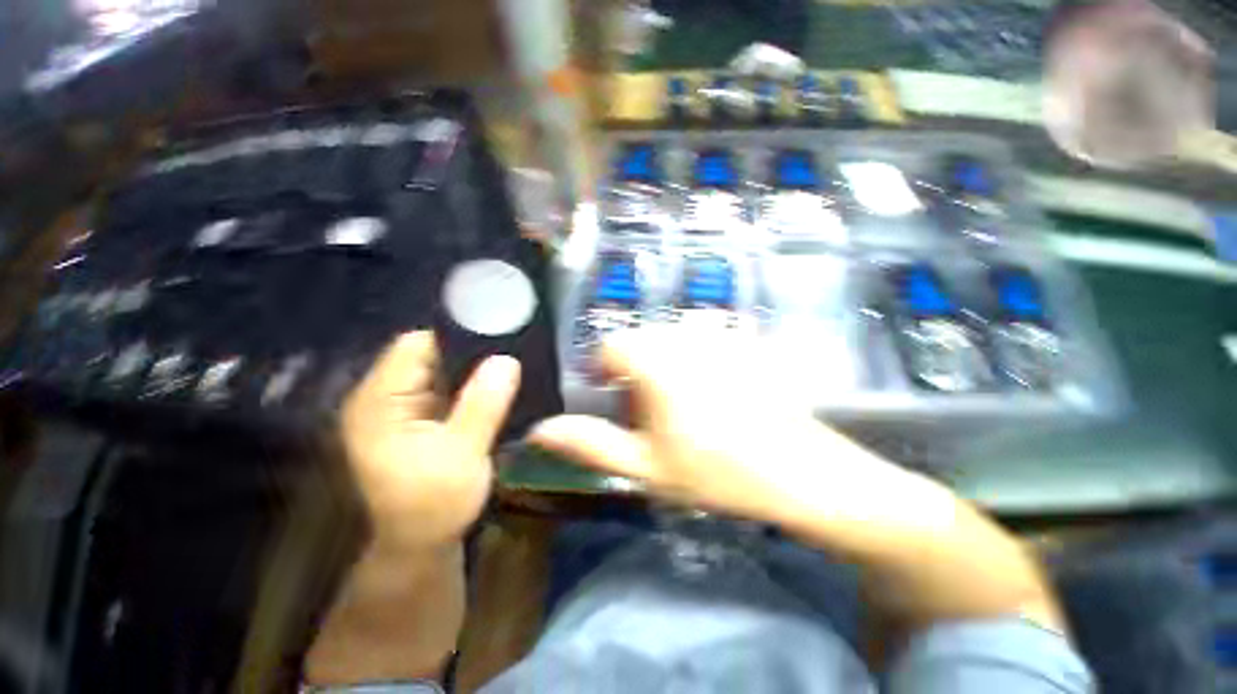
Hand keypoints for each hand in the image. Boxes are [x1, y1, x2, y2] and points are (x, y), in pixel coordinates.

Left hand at [342, 331, 520, 549]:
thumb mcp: (464, 454)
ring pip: (438, 370)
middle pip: (427, 354)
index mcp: (380, 402)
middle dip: (469, 355)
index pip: (415, 345)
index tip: (499, 340)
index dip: (457, 337)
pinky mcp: (413, 418)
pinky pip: (443, 388)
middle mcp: (381, 397)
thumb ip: (483, 404)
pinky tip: (492, 391)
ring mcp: (397, 408)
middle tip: (510, 359)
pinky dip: (468, 387)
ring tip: (507, 372)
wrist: (418, 546)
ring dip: (471, 371)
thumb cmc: (434, 505)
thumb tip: (507, 359)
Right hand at [528, 325, 847, 521]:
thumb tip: (540, 430)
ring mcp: (719, 335)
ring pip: (670, 338)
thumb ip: (590, 443)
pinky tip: (713, 393)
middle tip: (647, 411)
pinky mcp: (745, 341)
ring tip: (680, 404)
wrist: (800, 471)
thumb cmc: (716, 471)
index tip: (610, 397)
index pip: (611, 345)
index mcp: (656, 361)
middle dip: (633, 370)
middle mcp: (685, 336)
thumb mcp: (645, 465)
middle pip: (641, 340)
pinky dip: (693, 358)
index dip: (603, 369)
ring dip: (663, 363)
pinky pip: (702, 340)